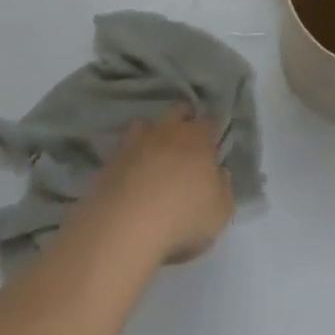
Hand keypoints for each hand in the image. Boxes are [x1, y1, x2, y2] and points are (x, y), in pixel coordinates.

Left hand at [83, 106, 234, 265]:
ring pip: (146, 123)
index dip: (213, 131)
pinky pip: (124, 149)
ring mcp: (136, 141)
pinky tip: (132, 175)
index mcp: (198, 137)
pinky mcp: (111, 159)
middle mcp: (168, 130)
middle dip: (184, 120)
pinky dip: (130, 157)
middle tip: (186, 144)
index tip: (214, 146)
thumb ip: (223, 187)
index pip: (210, 121)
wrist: (126, 225)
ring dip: (152, 134)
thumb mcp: (220, 211)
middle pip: (178, 110)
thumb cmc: (183, 215)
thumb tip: (218, 173)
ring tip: (155, 156)